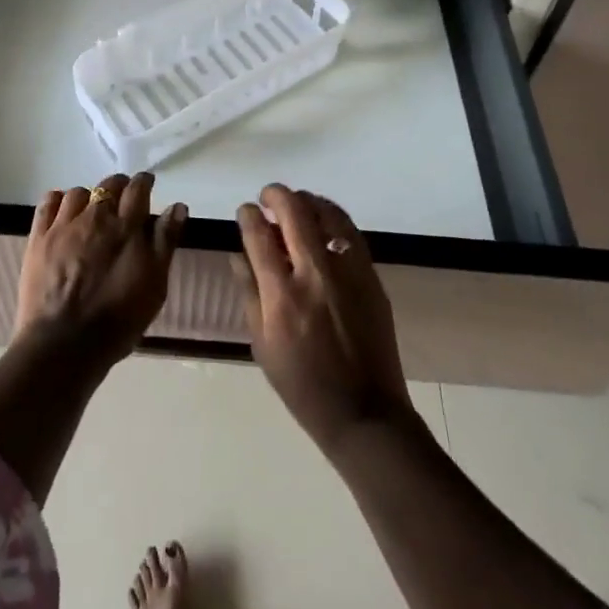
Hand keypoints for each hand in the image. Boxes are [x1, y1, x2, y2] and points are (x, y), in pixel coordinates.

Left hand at [15, 173, 187, 366]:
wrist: (63, 345)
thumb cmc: (117, 321)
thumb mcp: (154, 286)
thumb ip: (165, 242)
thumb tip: (177, 207)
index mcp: (126, 228)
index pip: (138, 189)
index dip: (144, 183)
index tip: (147, 185)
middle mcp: (96, 217)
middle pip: (109, 185)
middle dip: (119, 186)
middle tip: (123, 199)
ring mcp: (64, 226)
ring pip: (78, 192)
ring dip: (89, 196)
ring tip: (92, 210)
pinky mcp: (39, 238)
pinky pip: (48, 203)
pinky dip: (58, 200)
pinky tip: (63, 211)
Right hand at [235, 184, 414, 454]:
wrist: (364, 413)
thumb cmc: (303, 385)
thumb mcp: (262, 343)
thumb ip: (249, 292)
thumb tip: (238, 252)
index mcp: (282, 295)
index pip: (258, 235)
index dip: (248, 215)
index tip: (245, 211)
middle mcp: (314, 274)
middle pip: (294, 212)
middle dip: (276, 195)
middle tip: (267, 197)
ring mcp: (347, 272)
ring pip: (327, 213)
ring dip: (306, 200)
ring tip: (296, 204)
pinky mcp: (371, 276)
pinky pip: (349, 232)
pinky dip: (332, 218)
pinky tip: (322, 223)